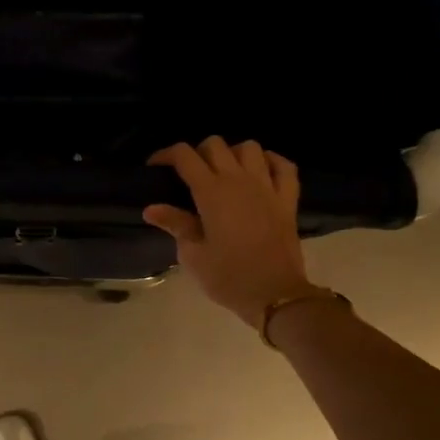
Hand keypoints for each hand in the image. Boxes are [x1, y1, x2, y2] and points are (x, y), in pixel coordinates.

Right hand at [143, 138, 316, 324]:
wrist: (275, 295)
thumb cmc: (228, 277)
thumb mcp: (193, 255)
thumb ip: (175, 225)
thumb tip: (152, 209)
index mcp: (211, 192)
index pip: (185, 156)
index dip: (166, 155)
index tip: (155, 167)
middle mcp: (239, 180)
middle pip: (215, 145)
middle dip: (198, 153)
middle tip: (190, 174)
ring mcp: (267, 187)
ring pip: (250, 148)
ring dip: (234, 153)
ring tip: (225, 171)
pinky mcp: (288, 200)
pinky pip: (284, 166)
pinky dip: (272, 162)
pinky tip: (261, 171)